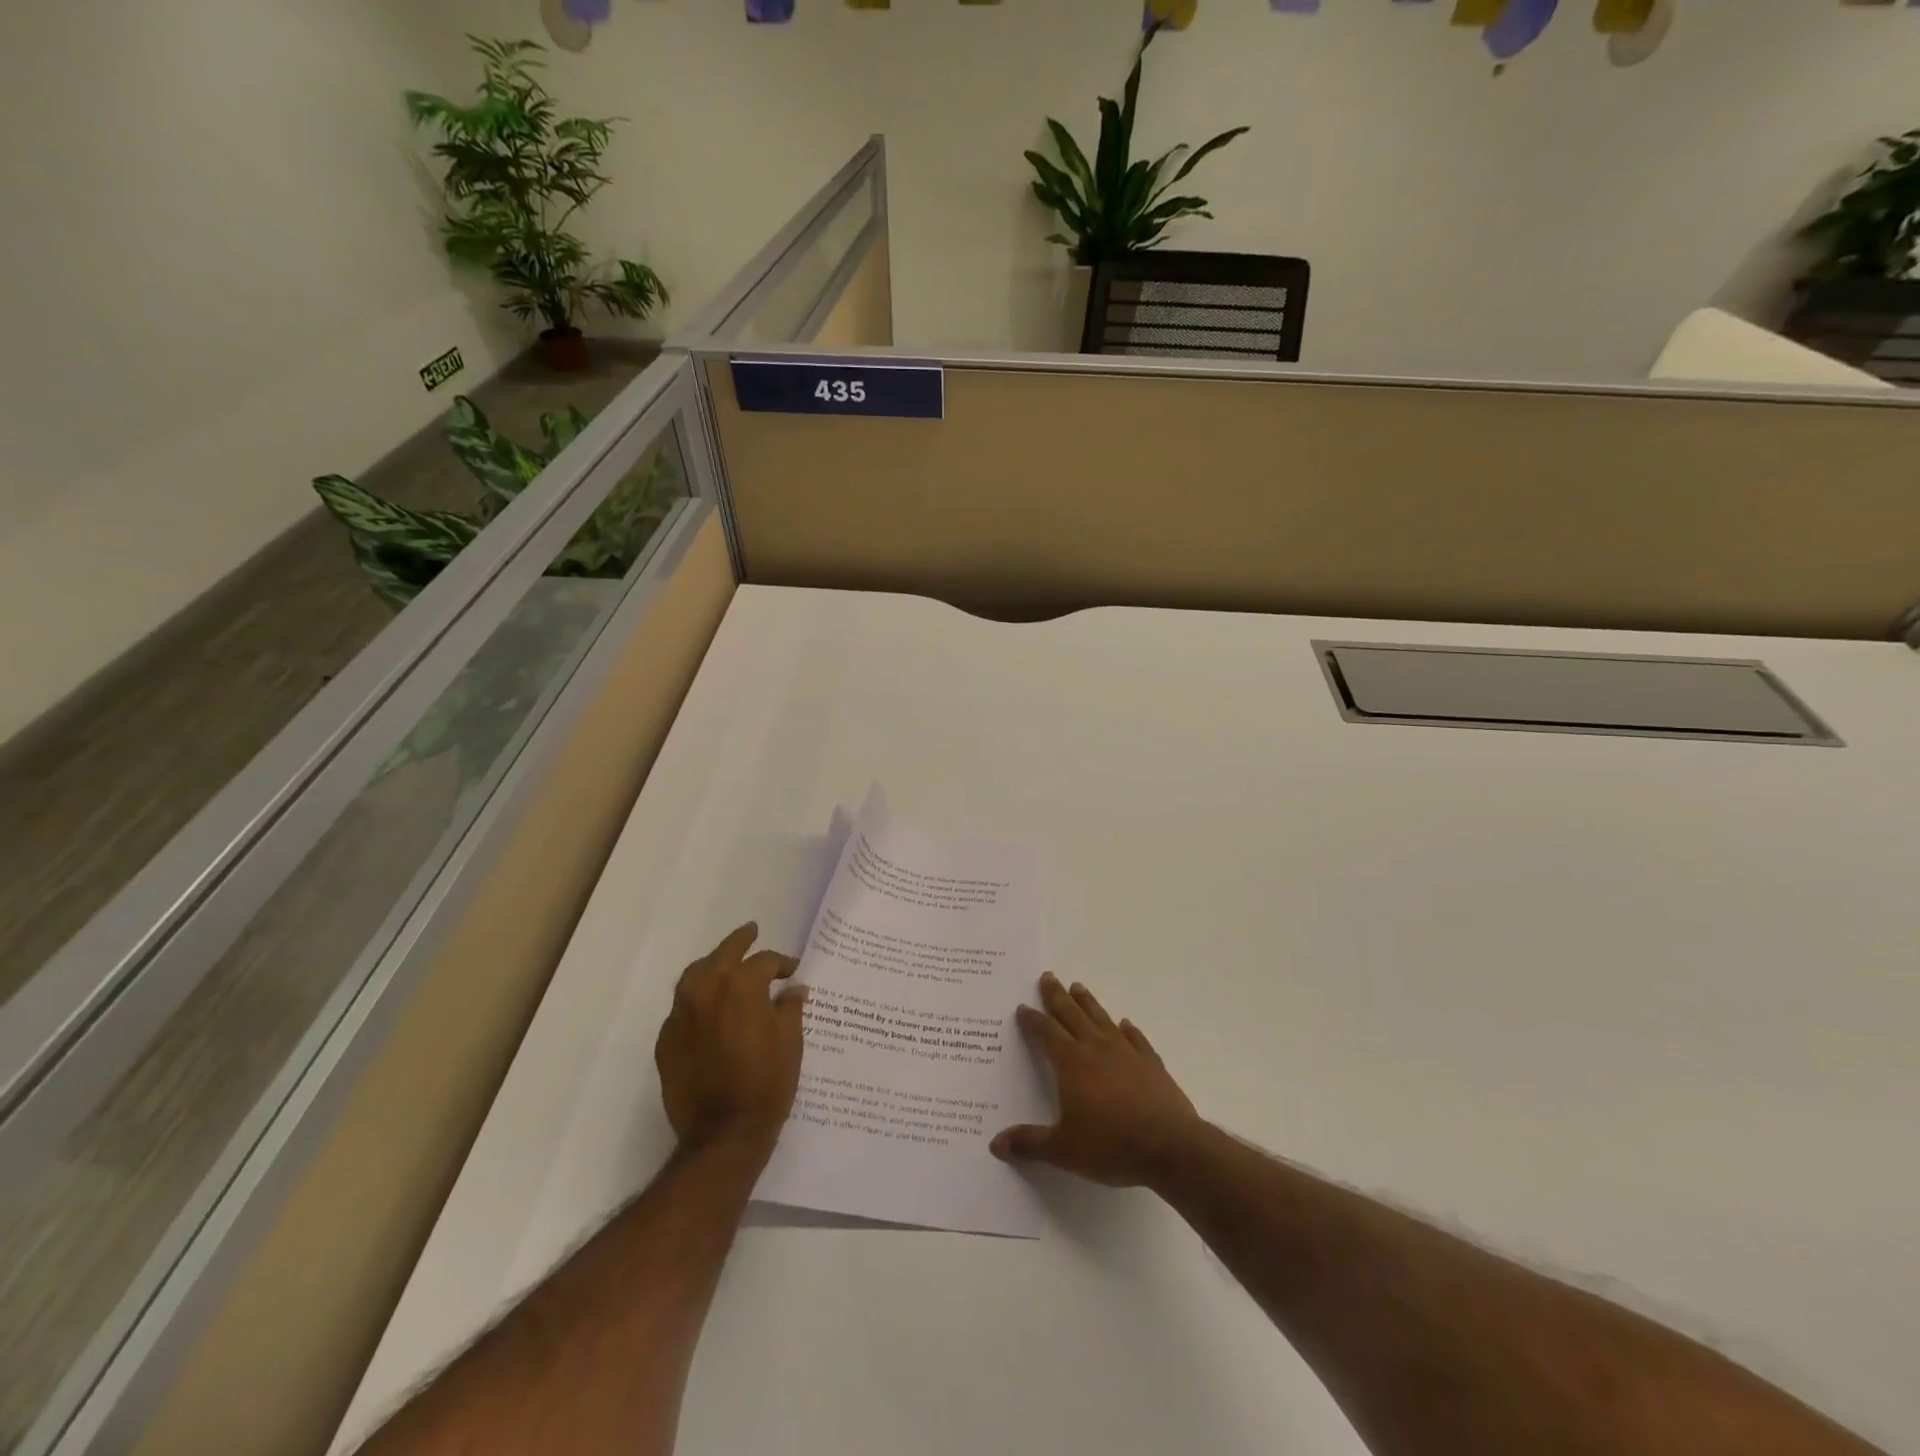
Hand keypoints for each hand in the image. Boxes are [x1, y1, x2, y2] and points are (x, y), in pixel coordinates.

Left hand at [654, 923, 806, 1156]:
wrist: (723, 1133)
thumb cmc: (767, 1083)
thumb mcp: (791, 1042)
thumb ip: (790, 1008)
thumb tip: (793, 990)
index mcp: (741, 985)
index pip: (764, 962)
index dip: (782, 964)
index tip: (793, 971)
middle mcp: (707, 990)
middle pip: (723, 953)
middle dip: (740, 941)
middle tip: (752, 932)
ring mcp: (681, 1014)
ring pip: (694, 975)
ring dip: (713, 965)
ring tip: (726, 964)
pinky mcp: (666, 1040)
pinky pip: (683, 1007)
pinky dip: (697, 999)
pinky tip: (710, 1009)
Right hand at [991, 973, 1203, 1187]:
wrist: (1170, 1147)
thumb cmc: (1111, 1145)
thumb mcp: (1063, 1150)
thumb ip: (1029, 1143)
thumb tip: (996, 1143)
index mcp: (1072, 1063)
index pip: (1047, 1033)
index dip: (1033, 1020)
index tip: (1023, 1007)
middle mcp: (1096, 1048)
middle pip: (1072, 1015)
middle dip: (1057, 996)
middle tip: (1048, 976)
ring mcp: (1127, 1052)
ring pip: (1102, 1019)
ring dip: (1088, 1002)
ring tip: (1078, 987)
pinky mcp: (1151, 1063)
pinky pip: (1136, 1038)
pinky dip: (1128, 1029)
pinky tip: (1125, 1024)